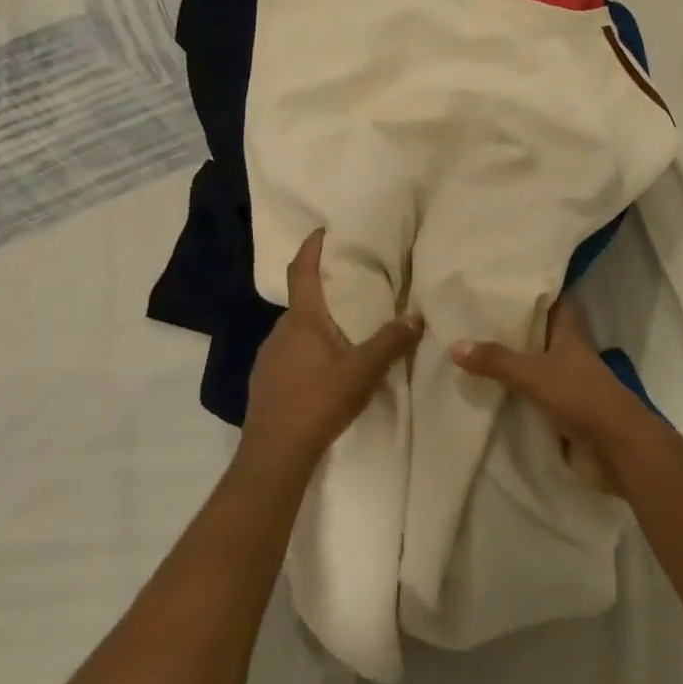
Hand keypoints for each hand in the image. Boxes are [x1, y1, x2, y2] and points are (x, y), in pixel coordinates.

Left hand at [241, 229, 422, 469]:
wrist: (275, 452)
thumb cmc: (318, 401)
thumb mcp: (363, 371)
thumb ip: (390, 342)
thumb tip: (416, 316)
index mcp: (303, 320)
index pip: (302, 273)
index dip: (311, 249)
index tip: (321, 230)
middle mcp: (280, 331)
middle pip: (303, 302)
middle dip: (325, 293)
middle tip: (353, 290)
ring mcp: (268, 357)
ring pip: (298, 331)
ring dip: (320, 325)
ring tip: (347, 333)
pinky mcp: (266, 381)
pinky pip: (291, 353)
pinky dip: (310, 350)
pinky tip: (327, 370)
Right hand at [450, 298, 643, 491]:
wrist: (617, 448)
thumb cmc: (581, 397)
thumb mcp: (535, 374)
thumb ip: (497, 360)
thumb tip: (455, 344)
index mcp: (570, 334)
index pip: (555, 301)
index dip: (535, 291)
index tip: (505, 283)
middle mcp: (569, 354)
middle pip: (541, 334)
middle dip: (513, 328)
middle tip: (474, 318)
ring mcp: (568, 383)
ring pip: (536, 365)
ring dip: (512, 362)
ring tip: (472, 352)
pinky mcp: (563, 411)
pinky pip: (533, 395)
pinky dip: (515, 393)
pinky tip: (487, 392)